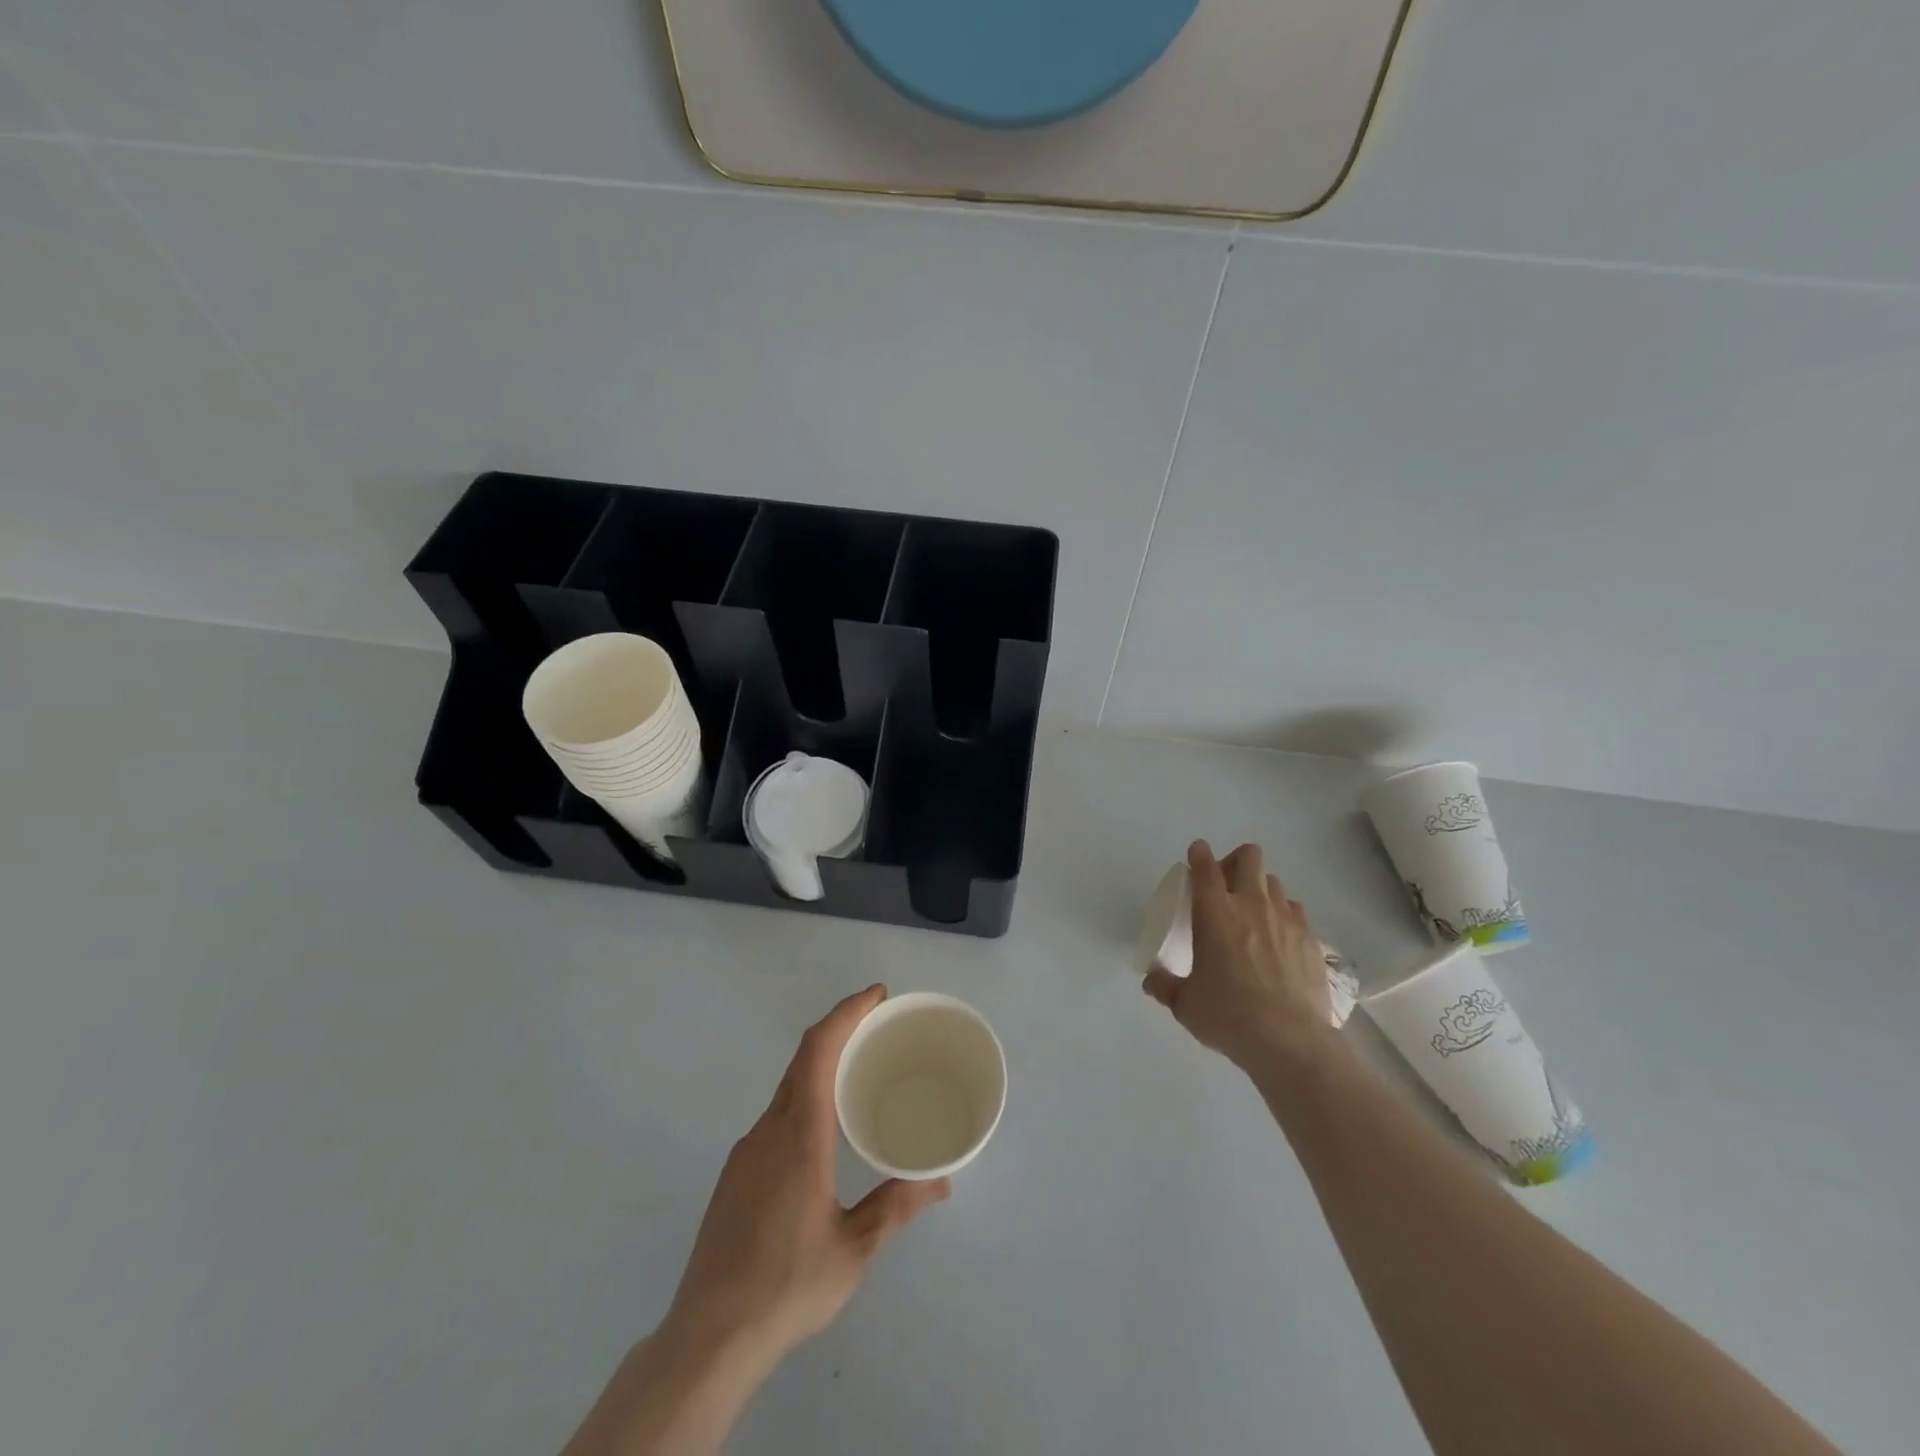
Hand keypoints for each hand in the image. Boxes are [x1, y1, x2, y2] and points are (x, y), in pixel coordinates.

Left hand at [663, 985, 949, 1370]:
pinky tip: (824, 1135)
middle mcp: (769, 1130)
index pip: (819, 1049)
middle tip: (879, 1027)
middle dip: (840, 1031)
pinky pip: (776, 1117)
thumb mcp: (854, 1248)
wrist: (708, 1338)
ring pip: (788, 1089)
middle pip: (803, 1059)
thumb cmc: (787, 1285)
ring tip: (859, 1077)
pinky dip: (806, 1100)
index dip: (846, 1013)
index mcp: (799, 1134)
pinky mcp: (735, 1175)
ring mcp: (746, 1151)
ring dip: (822, 1067)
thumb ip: (896, 1206)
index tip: (876, 996)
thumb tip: (941, 1181)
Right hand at [1142, 840, 1332, 1072]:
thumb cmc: (1228, 1016)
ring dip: (1260, 888)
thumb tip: (1151, 980)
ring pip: (1274, 882)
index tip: (1196, 855)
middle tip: (1225, 885)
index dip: (1198, 854)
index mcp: (1215, 912)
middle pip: (1249, 857)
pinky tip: (1278, 938)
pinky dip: (1284, 915)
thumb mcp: (1185, 1004)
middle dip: (1235, 861)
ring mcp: (1286, 919)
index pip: (1205, 866)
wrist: (1289, 1042)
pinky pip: (1296, 911)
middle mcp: (1251, 905)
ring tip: (1253, 913)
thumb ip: (1165, 986)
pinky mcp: (1310, 939)